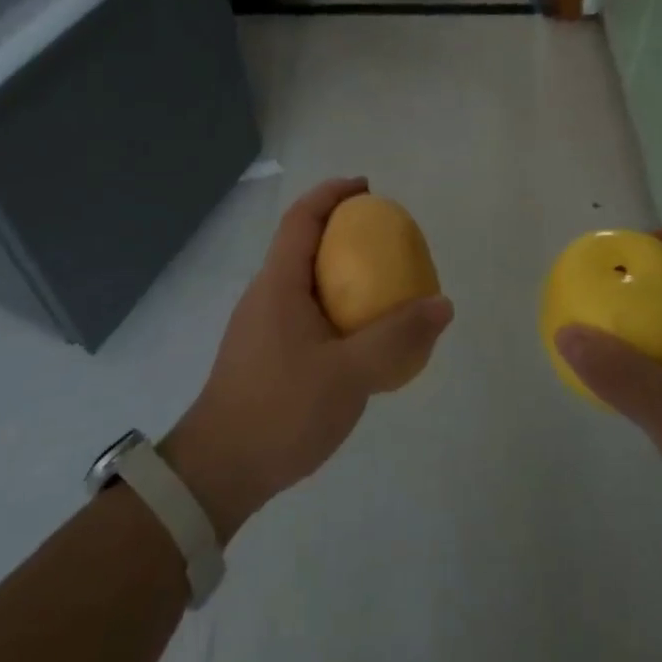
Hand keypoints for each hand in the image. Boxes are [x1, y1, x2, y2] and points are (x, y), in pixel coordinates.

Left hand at [163, 178, 452, 542]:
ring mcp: (261, 326)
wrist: (219, 473)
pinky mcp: (265, 354)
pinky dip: (334, 305)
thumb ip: (397, 337)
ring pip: (304, 280)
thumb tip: (442, 304)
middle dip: (342, 230)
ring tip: (381, 285)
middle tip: (386, 238)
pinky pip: (305, 310)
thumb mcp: (349, 374)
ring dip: (339, 270)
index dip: (333, 193)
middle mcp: (266, 295)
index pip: (302, 218)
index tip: (367, 188)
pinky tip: (359, 337)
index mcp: (279, 284)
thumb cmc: (281, 410)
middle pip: (303, 243)